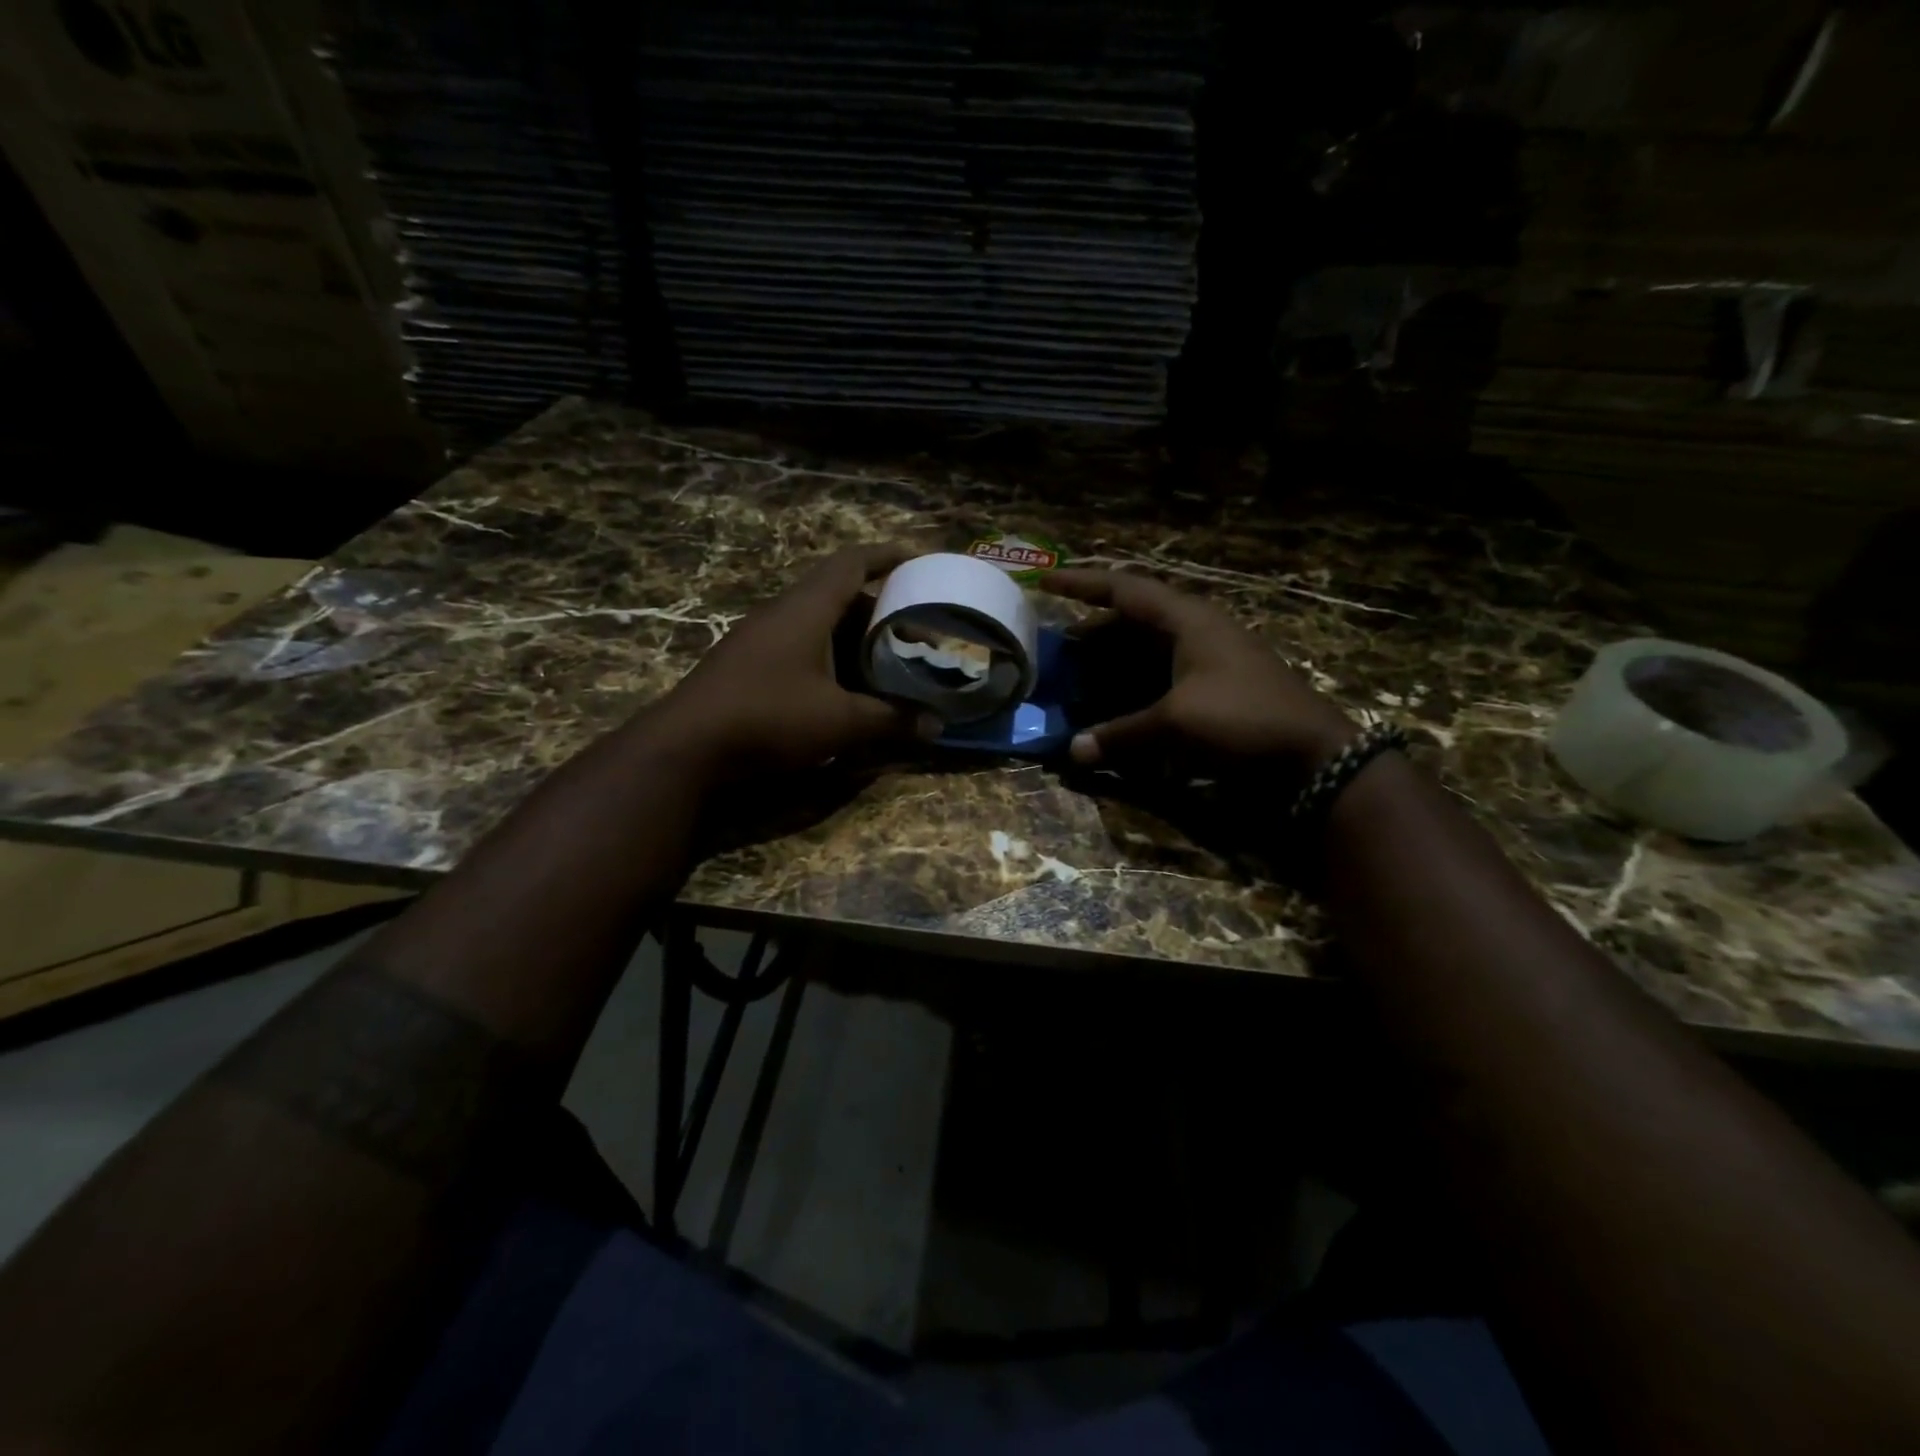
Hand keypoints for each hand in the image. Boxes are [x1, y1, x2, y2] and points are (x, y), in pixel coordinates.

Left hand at [651, 543, 920, 777]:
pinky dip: (829, 655)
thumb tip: (936, 725)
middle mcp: (782, 613)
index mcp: (806, 609)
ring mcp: (759, 638)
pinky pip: (799, 645)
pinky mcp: (747, 665)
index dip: (886, 556)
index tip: (917, 560)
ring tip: (885, 654)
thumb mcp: (840, 721)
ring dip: (851, 633)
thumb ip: (891, 720)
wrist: (686, 747)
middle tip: (911, 624)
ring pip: (816, 622)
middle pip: (836, 593)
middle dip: (877, 606)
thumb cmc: (769, 718)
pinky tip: (843, 684)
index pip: (851, 564)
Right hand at [1042, 569, 1355, 771]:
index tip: (1045, 582)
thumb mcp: (1176, 724)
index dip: (1083, 584)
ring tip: (1081, 677)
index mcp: (1188, 620)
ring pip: (1149, 650)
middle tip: (1060, 649)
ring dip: (1114, 661)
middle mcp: (1198, 631)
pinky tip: (1119, 705)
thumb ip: (1121, 734)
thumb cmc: (1243, 719)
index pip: (1125, 589)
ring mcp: (1211, 659)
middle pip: (1134, 620)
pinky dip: (1136, 685)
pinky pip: (1163, 675)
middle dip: (1095, 633)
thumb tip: (1073, 752)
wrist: (1314, 756)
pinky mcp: (1218, 687)